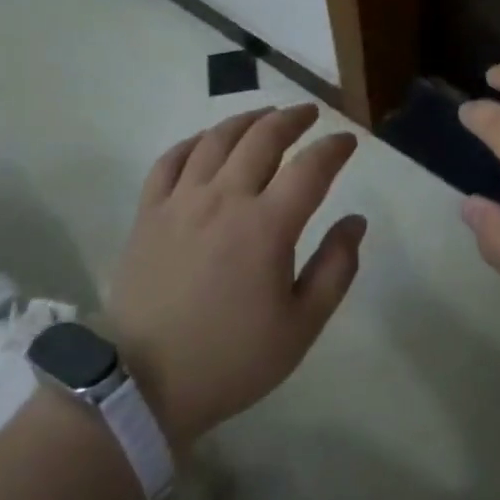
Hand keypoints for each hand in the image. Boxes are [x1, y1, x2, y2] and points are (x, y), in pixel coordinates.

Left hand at [107, 104, 364, 449]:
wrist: (143, 385)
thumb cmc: (230, 359)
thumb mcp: (300, 328)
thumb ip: (335, 269)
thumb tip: (356, 221)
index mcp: (267, 226)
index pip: (311, 168)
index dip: (334, 148)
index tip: (347, 142)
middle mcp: (225, 198)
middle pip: (263, 138)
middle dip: (292, 119)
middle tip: (308, 114)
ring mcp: (181, 200)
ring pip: (217, 139)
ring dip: (247, 119)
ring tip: (265, 115)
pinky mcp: (149, 212)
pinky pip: (171, 159)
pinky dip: (194, 141)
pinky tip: (207, 140)